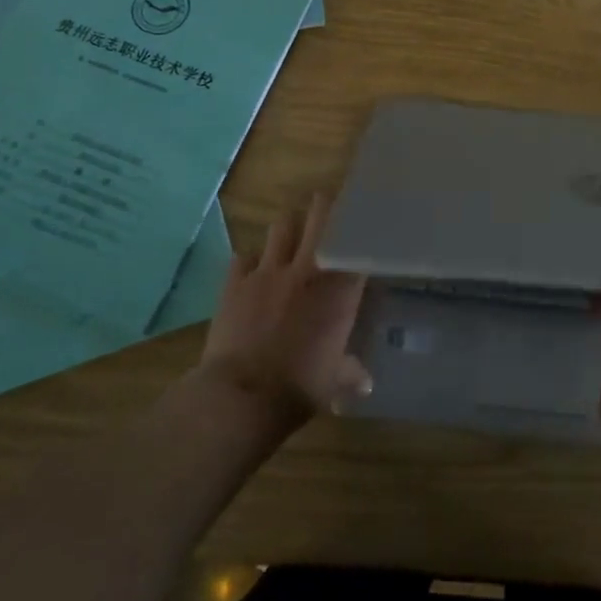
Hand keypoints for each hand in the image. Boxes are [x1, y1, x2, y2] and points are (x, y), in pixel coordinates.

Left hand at [196, 197, 371, 430]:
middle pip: (319, 217)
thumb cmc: (300, 387)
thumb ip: (351, 373)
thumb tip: (366, 383)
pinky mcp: (234, 282)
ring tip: (290, 234)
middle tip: (326, 204)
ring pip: (281, 227)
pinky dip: (250, 260)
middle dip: (324, 205)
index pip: (357, 243)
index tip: (364, 223)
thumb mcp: (334, 381)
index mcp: (340, 290)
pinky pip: (243, 257)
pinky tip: (252, 270)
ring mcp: (268, 271)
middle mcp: (308, 269)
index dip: (361, 229)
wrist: (242, 396)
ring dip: (288, 228)